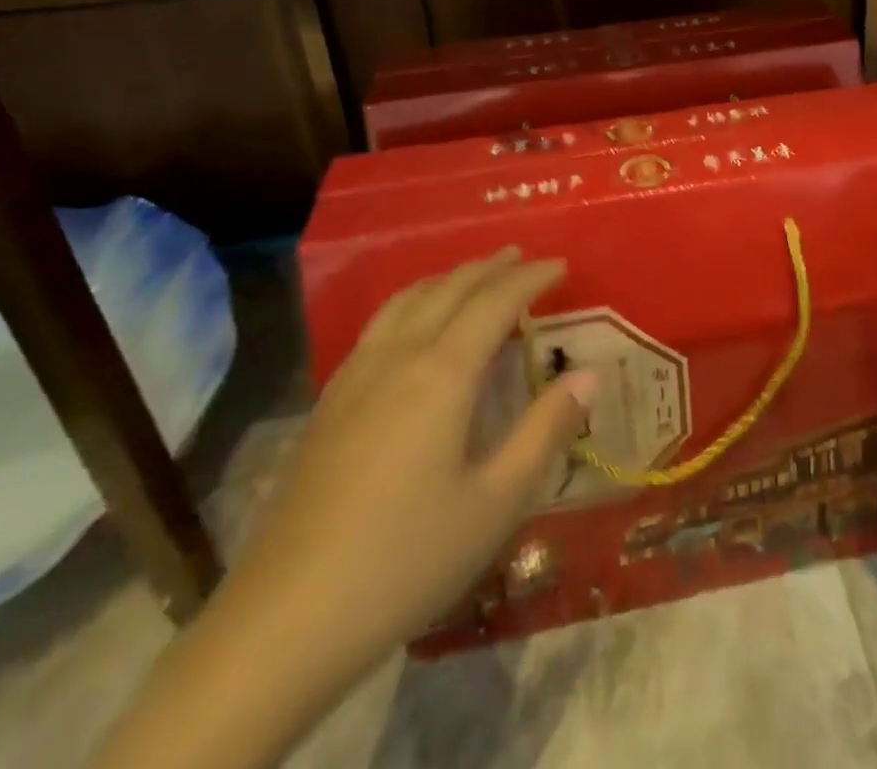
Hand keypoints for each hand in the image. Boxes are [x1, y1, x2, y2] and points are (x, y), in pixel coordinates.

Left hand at [96, 248, 596, 768]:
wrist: (286, 619)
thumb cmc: (406, 559)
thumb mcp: (495, 502)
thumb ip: (545, 431)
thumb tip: (590, 375)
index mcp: (442, 373)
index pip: (495, 302)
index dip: (530, 278)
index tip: (561, 265)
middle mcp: (398, 357)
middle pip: (449, 289)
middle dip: (490, 268)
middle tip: (523, 258)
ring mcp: (356, 375)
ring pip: (408, 300)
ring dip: (448, 279)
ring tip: (475, 277)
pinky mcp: (329, 401)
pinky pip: (380, 323)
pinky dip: (413, 302)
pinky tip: (414, 326)